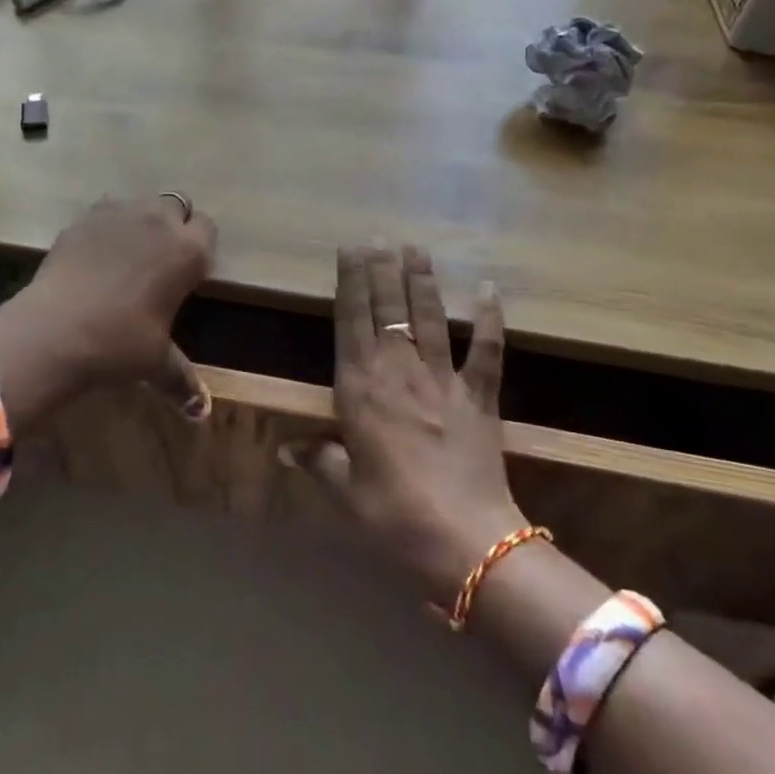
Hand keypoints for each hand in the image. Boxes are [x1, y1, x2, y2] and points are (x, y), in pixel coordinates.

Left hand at [27, 194, 216, 389]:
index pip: (208, 228)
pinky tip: (94, 257)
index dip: (199, 246)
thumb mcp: (156, 363)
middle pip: (177, 206)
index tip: (187, 270)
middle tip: (158, 260)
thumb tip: (202, 412)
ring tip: (125, 256)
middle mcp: (158, 221)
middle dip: (172, 225)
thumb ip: (183, 381)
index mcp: (188, 251)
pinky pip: (106, 212)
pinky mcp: (84, 217)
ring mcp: (118, 213)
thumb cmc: (119, 344)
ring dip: (140, 221)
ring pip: (140, 204)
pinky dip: (106, 227)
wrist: (53, 330)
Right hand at [290, 244, 526, 602]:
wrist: (464, 538)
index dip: (349, 280)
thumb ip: (318, 460)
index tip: (348, 248)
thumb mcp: (345, 490)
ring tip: (417, 247)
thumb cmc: (393, 513)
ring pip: (429, 316)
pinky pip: (486, 351)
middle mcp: (398, 369)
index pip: (350, 320)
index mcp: (360, 386)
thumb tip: (285, 450)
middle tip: (379, 235)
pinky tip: (488, 289)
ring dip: (422, 280)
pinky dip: (489, 320)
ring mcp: (442, 378)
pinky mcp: (479, 395)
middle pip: (388, 307)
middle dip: (382, 268)